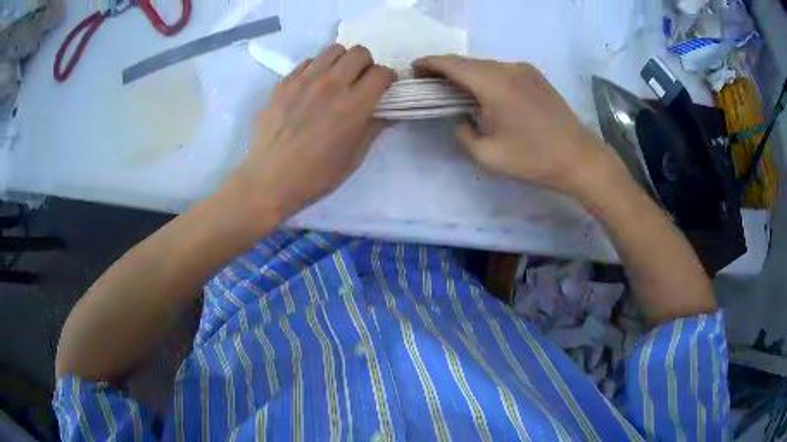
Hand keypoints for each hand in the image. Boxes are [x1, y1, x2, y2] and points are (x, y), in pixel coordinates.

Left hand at [228, 44, 394, 221]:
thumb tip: (387, 112)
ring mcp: (304, 80)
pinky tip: (312, 87)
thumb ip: (374, 128)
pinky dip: (317, 69)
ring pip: (333, 50)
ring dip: (342, 61)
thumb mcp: (354, 157)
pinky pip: (308, 62)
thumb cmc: (316, 175)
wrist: (270, 179)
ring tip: (336, 80)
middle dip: (367, 65)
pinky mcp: (284, 82)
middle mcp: (331, 84)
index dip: (388, 79)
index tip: (384, 88)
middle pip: (360, 52)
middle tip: (360, 82)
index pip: (382, 73)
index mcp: (353, 105)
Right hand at [414, 55, 624, 196]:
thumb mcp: (488, 155)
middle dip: (445, 70)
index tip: (413, 70)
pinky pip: (502, 71)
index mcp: (493, 83)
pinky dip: (486, 77)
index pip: (452, 64)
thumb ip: (463, 133)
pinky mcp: (536, 77)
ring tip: (455, 90)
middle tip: (429, 84)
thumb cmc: (534, 159)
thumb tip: (461, 118)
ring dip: (466, 74)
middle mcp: (508, 68)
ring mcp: (525, 70)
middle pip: (468, 63)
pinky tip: (484, 93)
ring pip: (485, 66)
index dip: (429, 64)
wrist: (580, 158)